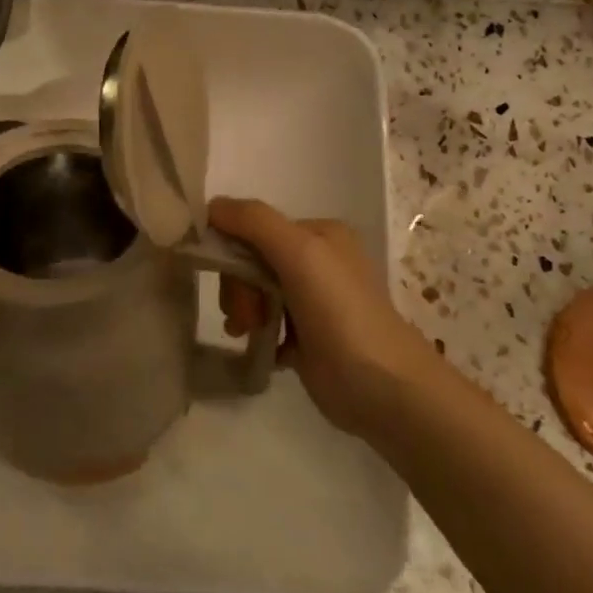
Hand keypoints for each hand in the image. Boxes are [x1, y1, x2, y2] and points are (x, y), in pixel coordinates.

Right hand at [210, 196, 442, 439]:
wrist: (383, 387)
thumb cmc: (340, 312)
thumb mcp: (299, 252)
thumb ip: (254, 222)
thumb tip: (209, 205)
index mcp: (320, 234)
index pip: (256, 229)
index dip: (233, 253)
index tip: (231, 285)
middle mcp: (318, 262)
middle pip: (253, 263)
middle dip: (240, 288)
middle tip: (243, 318)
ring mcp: (313, 302)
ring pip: (256, 294)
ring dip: (244, 312)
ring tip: (247, 335)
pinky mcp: (307, 339)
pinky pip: (267, 326)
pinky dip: (257, 336)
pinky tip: (259, 350)